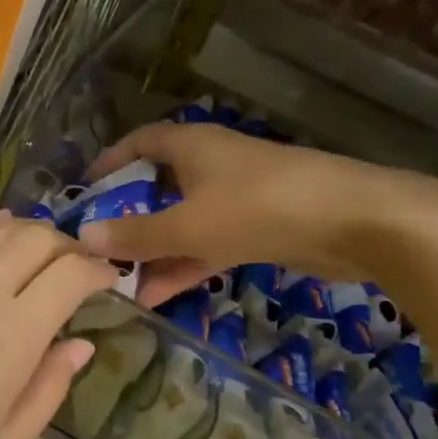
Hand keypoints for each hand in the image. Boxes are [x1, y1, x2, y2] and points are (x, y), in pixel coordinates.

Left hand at [0, 213, 117, 438]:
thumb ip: (47, 389)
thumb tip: (80, 344)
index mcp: (11, 335)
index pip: (70, 273)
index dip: (98, 270)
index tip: (110, 280)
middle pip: (33, 238)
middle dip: (66, 244)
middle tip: (77, 268)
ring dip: (25, 233)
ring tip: (39, 252)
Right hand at [78, 122, 437, 302]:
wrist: (354, 222)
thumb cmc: (259, 208)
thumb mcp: (189, 224)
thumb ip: (137, 234)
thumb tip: (83, 237)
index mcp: (191, 146)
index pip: (139, 143)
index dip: (110, 162)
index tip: (84, 191)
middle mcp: (210, 165)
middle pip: (157, 187)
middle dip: (128, 218)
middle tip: (96, 249)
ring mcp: (236, 198)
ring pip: (183, 222)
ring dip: (154, 251)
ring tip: (118, 284)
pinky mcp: (258, 228)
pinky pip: (208, 244)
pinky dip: (184, 264)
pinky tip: (158, 295)